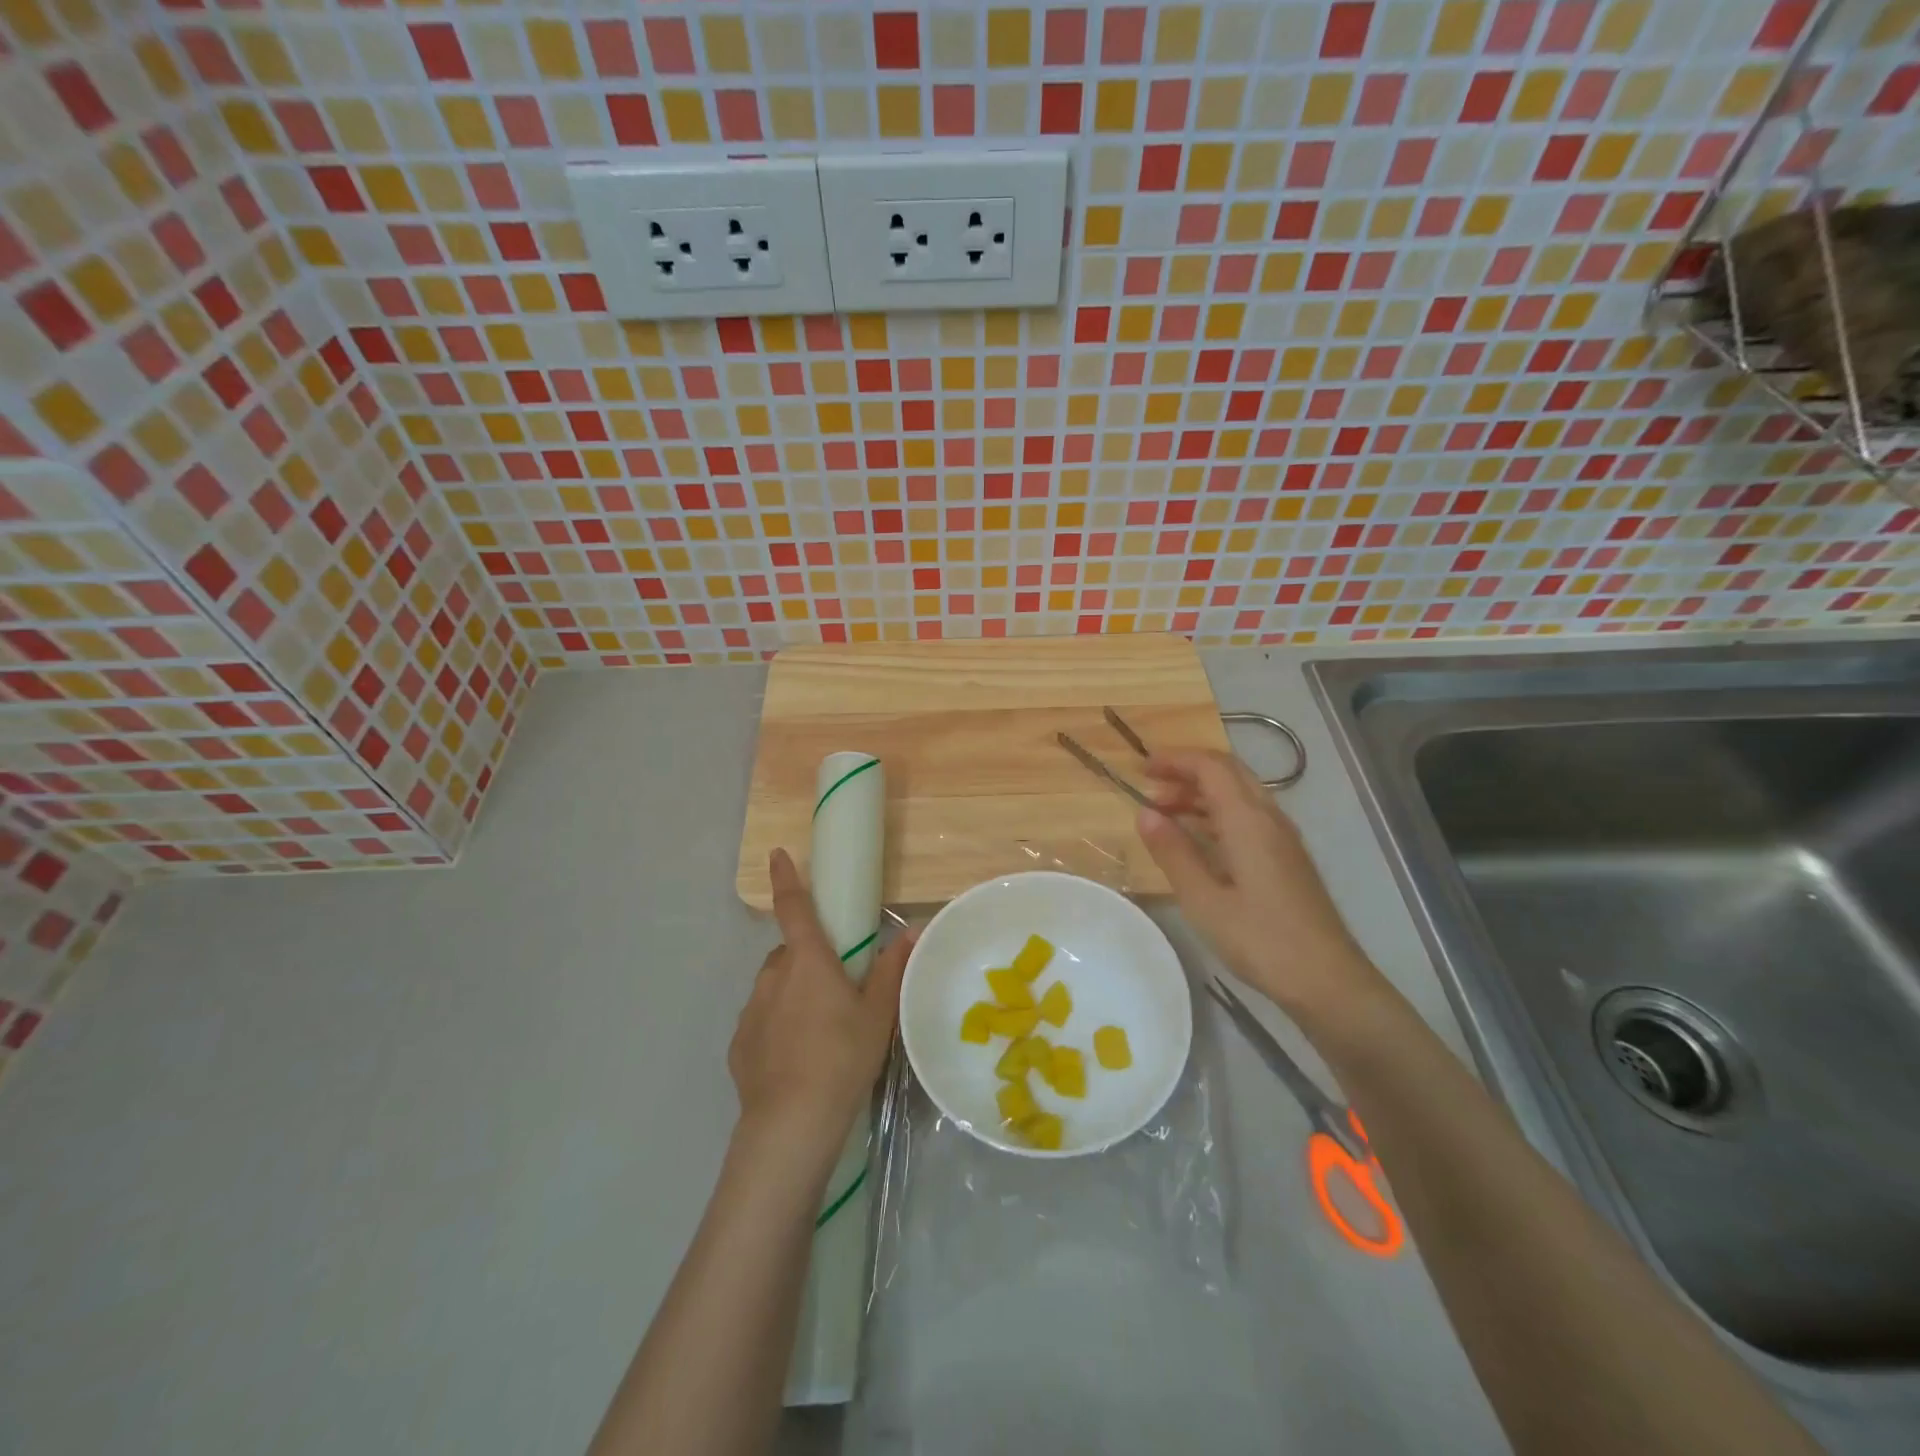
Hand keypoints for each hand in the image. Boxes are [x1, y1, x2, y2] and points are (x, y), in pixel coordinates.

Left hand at [729, 848, 912, 1165]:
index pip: (793, 908)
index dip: (785, 878)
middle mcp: (773, 977)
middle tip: (835, 990)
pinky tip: (795, 1059)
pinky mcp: (739, 1044)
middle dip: (807, 960)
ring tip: (818, 1031)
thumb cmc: (843, 1057)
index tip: (775, 854)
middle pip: (789, 954)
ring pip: (774, 987)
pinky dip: (776, 1027)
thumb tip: (912, 931)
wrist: (792, 1123)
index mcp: (808, 961)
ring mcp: (751, 1011)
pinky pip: (761, 1021)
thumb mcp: (878, 1014)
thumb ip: (893, 970)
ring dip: (792, 994)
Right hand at [1136, 749, 1379, 1018]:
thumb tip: (1145, 813)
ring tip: (1165, 813)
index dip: (1175, 760)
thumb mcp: (1203, 900)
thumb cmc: (1260, 940)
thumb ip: (1174, 852)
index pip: (1211, 767)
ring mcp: (1283, 838)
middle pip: (1229, 773)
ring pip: (1240, 794)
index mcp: (1249, 820)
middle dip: (1187, 771)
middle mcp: (1270, 818)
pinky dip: (1218, 813)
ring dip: (1201, 793)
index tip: (1141, 770)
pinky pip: (1249, 816)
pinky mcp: (1288, 859)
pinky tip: (1199, 839)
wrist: (1327, 980)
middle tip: (1151, 787)